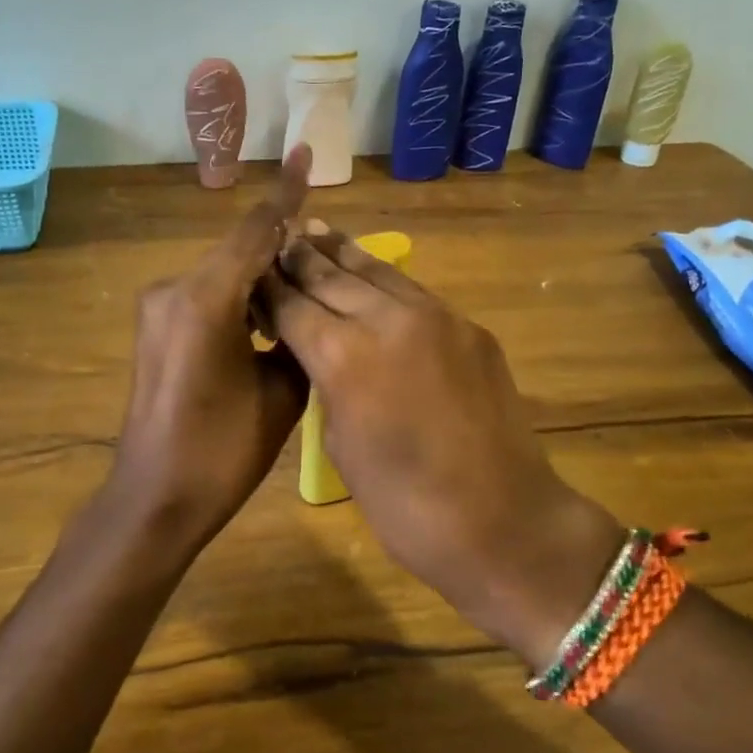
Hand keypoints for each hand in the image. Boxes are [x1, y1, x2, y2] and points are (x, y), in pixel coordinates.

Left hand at [106, 147, 312, 552]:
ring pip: (223, 275)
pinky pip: (205, 297)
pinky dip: (238, 300)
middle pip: (238, 252)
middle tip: (327, 257)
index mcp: (206, 300)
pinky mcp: (154, 328)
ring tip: (305, 292)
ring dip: (260, 279)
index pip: (255, 232)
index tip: (307, 154)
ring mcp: (157, 309)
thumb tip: (304, 306)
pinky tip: (267, 318)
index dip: (286, 195)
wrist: (156, 498)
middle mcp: (174, 290)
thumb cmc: (224, 452)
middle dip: (281, 249)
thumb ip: (296, 334)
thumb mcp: (282, 394)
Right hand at [263, 231, 623, 667]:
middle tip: (279, 239)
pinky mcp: (470, 328)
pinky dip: (385, 280)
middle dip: (301, 259)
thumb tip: (322, 352)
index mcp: (344, 356)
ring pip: (377, 272)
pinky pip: (415, 293)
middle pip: (332, 277)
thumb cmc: (404, 505)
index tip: (251, 272)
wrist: (502, 521)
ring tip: (319, 231)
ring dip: (343, 254)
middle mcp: (387, 319)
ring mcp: (436, 318)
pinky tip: (373, 273)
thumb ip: (328, 384)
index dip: (269, 288)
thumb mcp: (342, 445)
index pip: (293, 305)